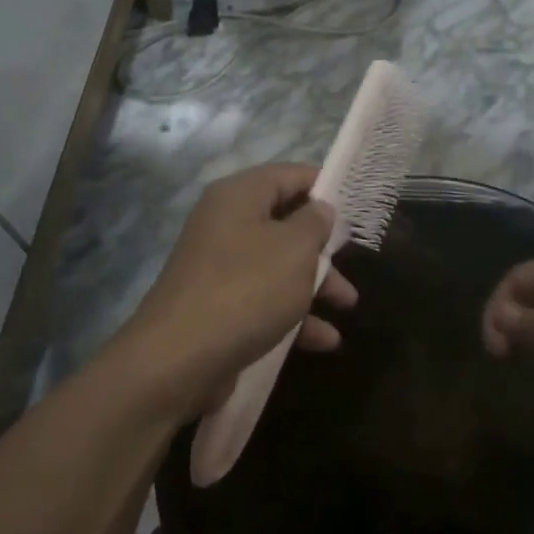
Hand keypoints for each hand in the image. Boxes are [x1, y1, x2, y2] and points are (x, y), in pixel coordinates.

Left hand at [120, 164, 359, 418]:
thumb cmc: (247, 288)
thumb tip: (320, 209)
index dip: (323, 185)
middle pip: (283, 223)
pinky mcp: (218, 307)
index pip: (287, 175)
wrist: (180, 358)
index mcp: (238, 197)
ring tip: (347, 305)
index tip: (354, 204)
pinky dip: (293, 316)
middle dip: (322, 246)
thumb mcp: (295, 248)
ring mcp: (218, 268)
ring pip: (277, 266)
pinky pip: (263, 301)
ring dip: (314, 285)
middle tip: (351, 260)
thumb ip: (315, 223)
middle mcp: (224, 225)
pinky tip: (323, 341)